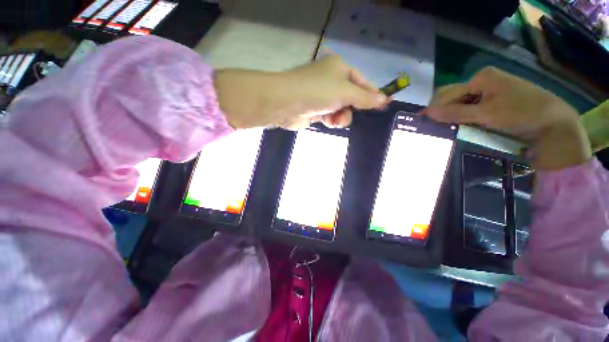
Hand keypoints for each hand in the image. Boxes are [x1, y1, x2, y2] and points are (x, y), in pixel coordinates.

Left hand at [214, 56, 388, 129]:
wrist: (287, 103)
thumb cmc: (318, 92)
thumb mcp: (345, 92)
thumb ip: (364, 97)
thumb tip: (383, 99)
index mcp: (339, 68)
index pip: (362, 82)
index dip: (373, 94)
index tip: (384, 105)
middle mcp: (330, 80)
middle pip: (351, 97)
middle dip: (352, 108)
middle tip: (348, 113)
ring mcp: (322, 96)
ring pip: (341, 109)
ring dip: (341, 117)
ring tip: (335, 120)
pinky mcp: (315, 110)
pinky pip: (330, 116)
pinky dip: (331, 120)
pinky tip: (328, 122)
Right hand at [422, 67, 590, 170]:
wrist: (554, 124)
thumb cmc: (522, 113)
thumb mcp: (486, 114)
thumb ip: (455, 113)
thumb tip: (426, 113)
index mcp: (481, 77)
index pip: (448, 94)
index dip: (435, 109)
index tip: (423, 124)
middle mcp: (484, 81)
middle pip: (454, 97)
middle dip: (443, 112)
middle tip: (434, 128)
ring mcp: (491, 91)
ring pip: (461, 103)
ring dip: (453, 116)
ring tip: (445, 129)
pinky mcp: (496, 101)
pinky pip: (472, 108)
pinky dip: (464, 118)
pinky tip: (461, 126)